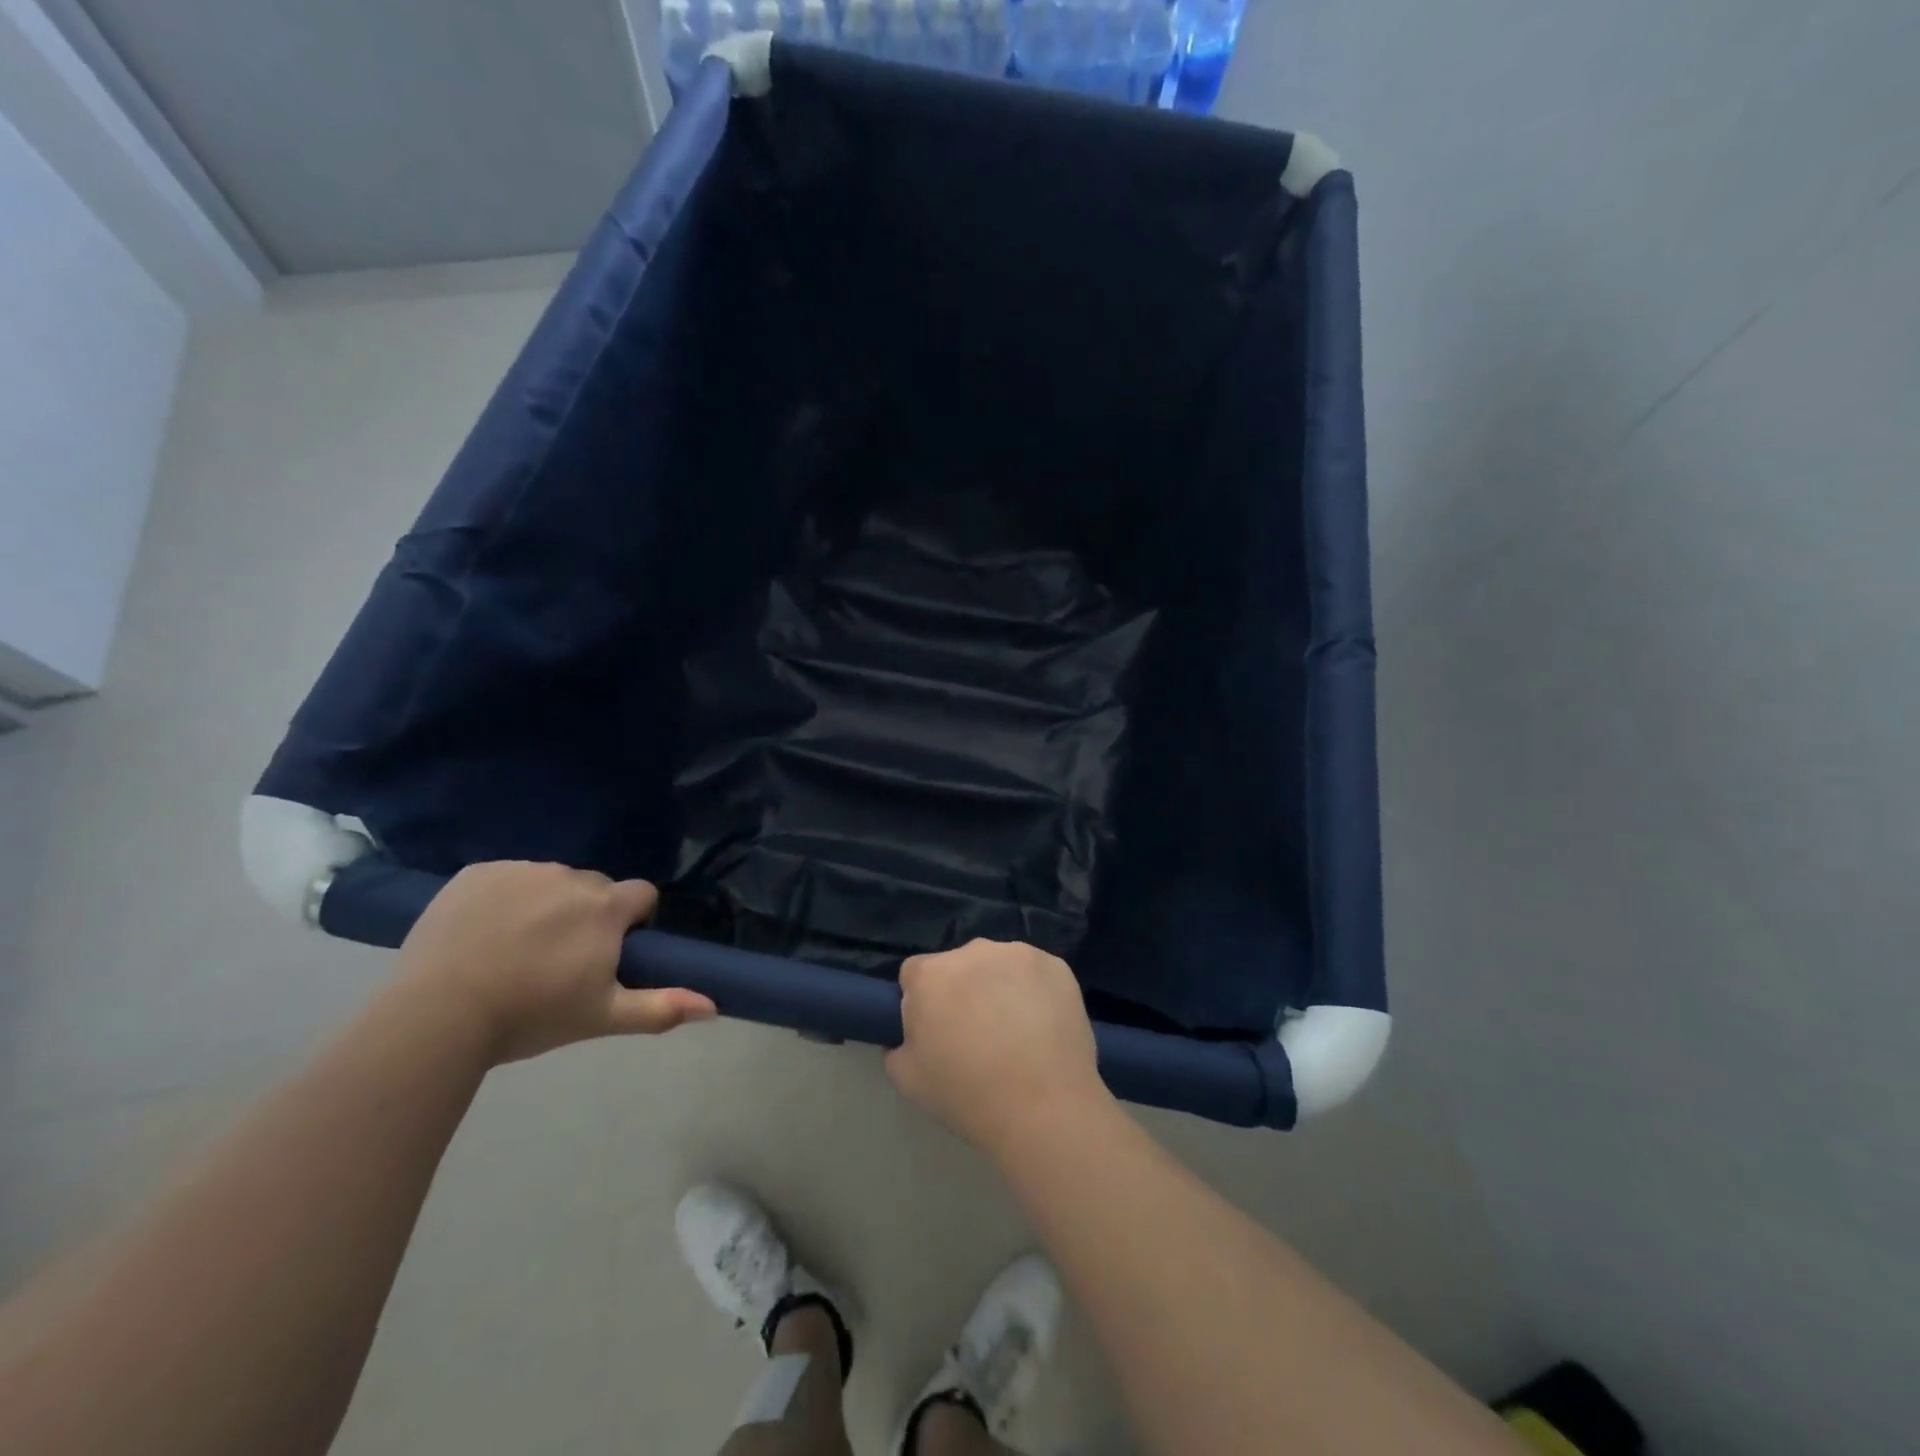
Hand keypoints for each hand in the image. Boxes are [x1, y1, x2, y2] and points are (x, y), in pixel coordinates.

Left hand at [396, 862, 715, 1063]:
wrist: (438, 1015)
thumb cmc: (531, 1016)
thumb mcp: (602, 1017)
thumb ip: (661, 1007)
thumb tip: (715, 1006)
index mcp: (605, 907)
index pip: (641, 894)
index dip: (632, 921)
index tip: (610, 950)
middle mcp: (571, 877)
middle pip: (595, 887)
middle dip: (589, 913)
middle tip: (560, 957)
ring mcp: (521, 870)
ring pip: (551, 881)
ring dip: (547, 903)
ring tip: (516, 947)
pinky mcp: (478, 872)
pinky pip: (506, 877)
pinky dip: (504, 897)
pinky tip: (483, 932)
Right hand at [885, 939, 1110, 1157]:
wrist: (1045, 1109)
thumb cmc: (969, 1096)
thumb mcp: (908, 1080)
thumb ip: (896, 1046)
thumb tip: (908, 1034)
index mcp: (931, 974)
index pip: (914, 974)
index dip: (922, 1002)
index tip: (936, 1031)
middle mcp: (973, 951)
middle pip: (958, 965)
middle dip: (962, 990)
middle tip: (976, 1035)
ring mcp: (1018, 953)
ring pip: (998, 965)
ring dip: (999, 987)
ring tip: (1015, 1033)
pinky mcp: (1056, 965)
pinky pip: (1034, 973)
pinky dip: (1035, 991)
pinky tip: (1043, 1027)